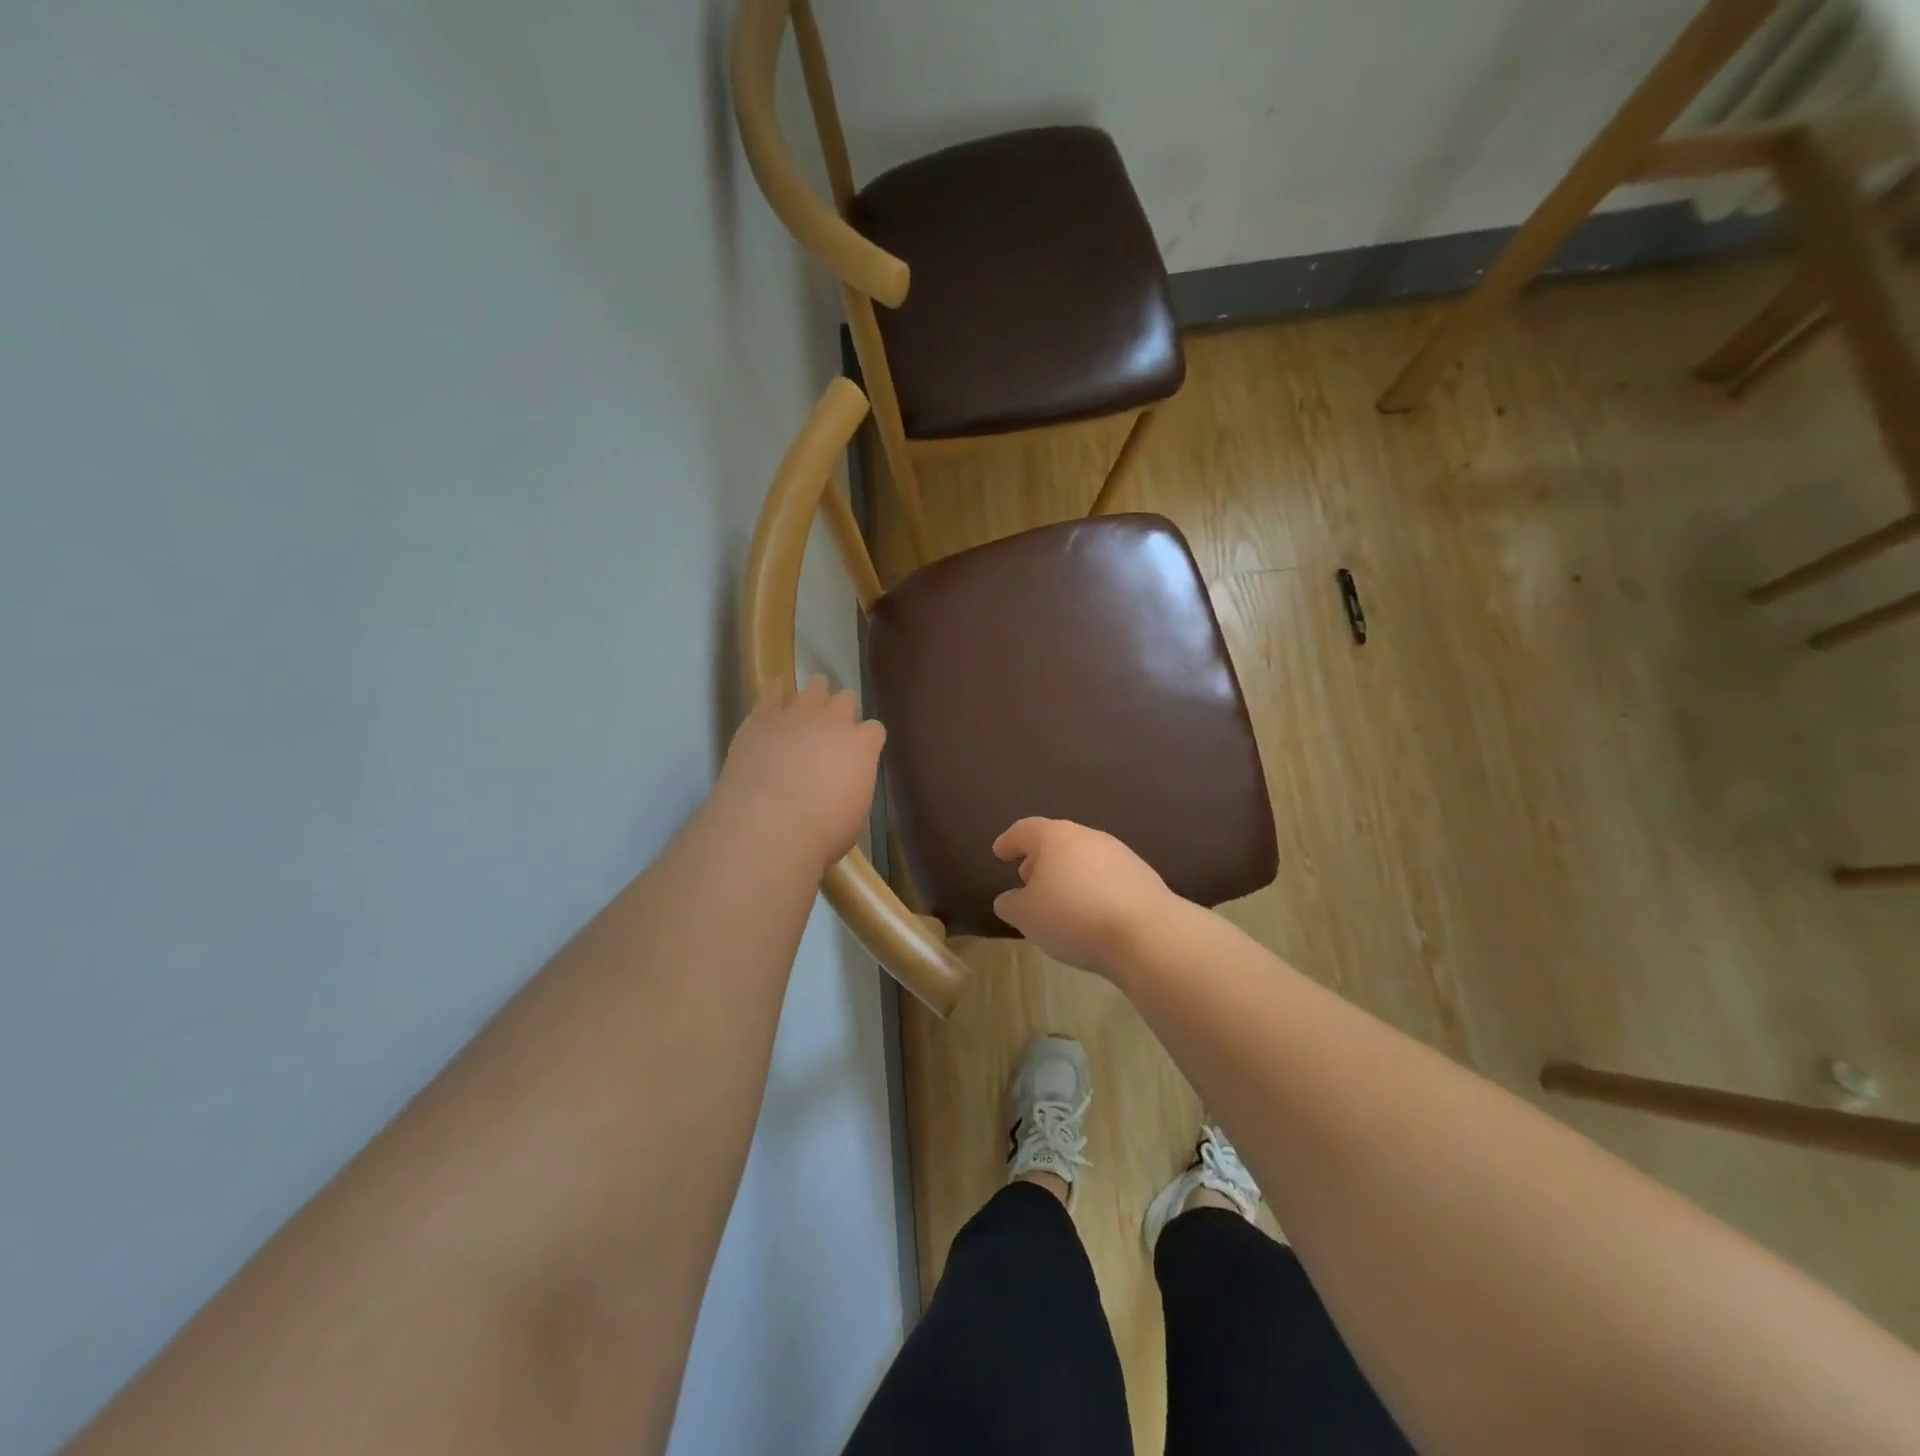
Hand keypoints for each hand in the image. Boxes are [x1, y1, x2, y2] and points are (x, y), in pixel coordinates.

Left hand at [716, 679, 885, 870]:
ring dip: (815, 694)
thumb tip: (843, 786)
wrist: (768, 825)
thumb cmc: (820, 832)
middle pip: (845, 700)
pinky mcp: (762, 718)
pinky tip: (775, 690)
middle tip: (834, 726)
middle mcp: (833, 721)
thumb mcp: (853, 815)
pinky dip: (775, 692)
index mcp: (862, 746)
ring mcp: (797, 715)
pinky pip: (771, 694)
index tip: (860, 751)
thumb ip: (852, 788)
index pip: (874, 730)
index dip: (867, 739)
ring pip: (813, 689)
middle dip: (843, 710)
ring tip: (811, 701)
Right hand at [991, 818, 1170, 974]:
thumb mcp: (1027, 916)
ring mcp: (1119, 853)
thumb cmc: (1073, 916)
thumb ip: (1011, 904)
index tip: (999, 853)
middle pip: (1056, 841)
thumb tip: (1009, 899)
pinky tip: (1089, 912)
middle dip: (1039, 859)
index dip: (1009, 841)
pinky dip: (1091, 887)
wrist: (1146, 933)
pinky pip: (1105, 876)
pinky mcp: (1142, 875)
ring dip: (1067, 874)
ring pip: (1083, 858)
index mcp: (1055, 837)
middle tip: (1027, 879)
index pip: (1024, 830)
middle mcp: (1088, 836)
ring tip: (1058, 901)